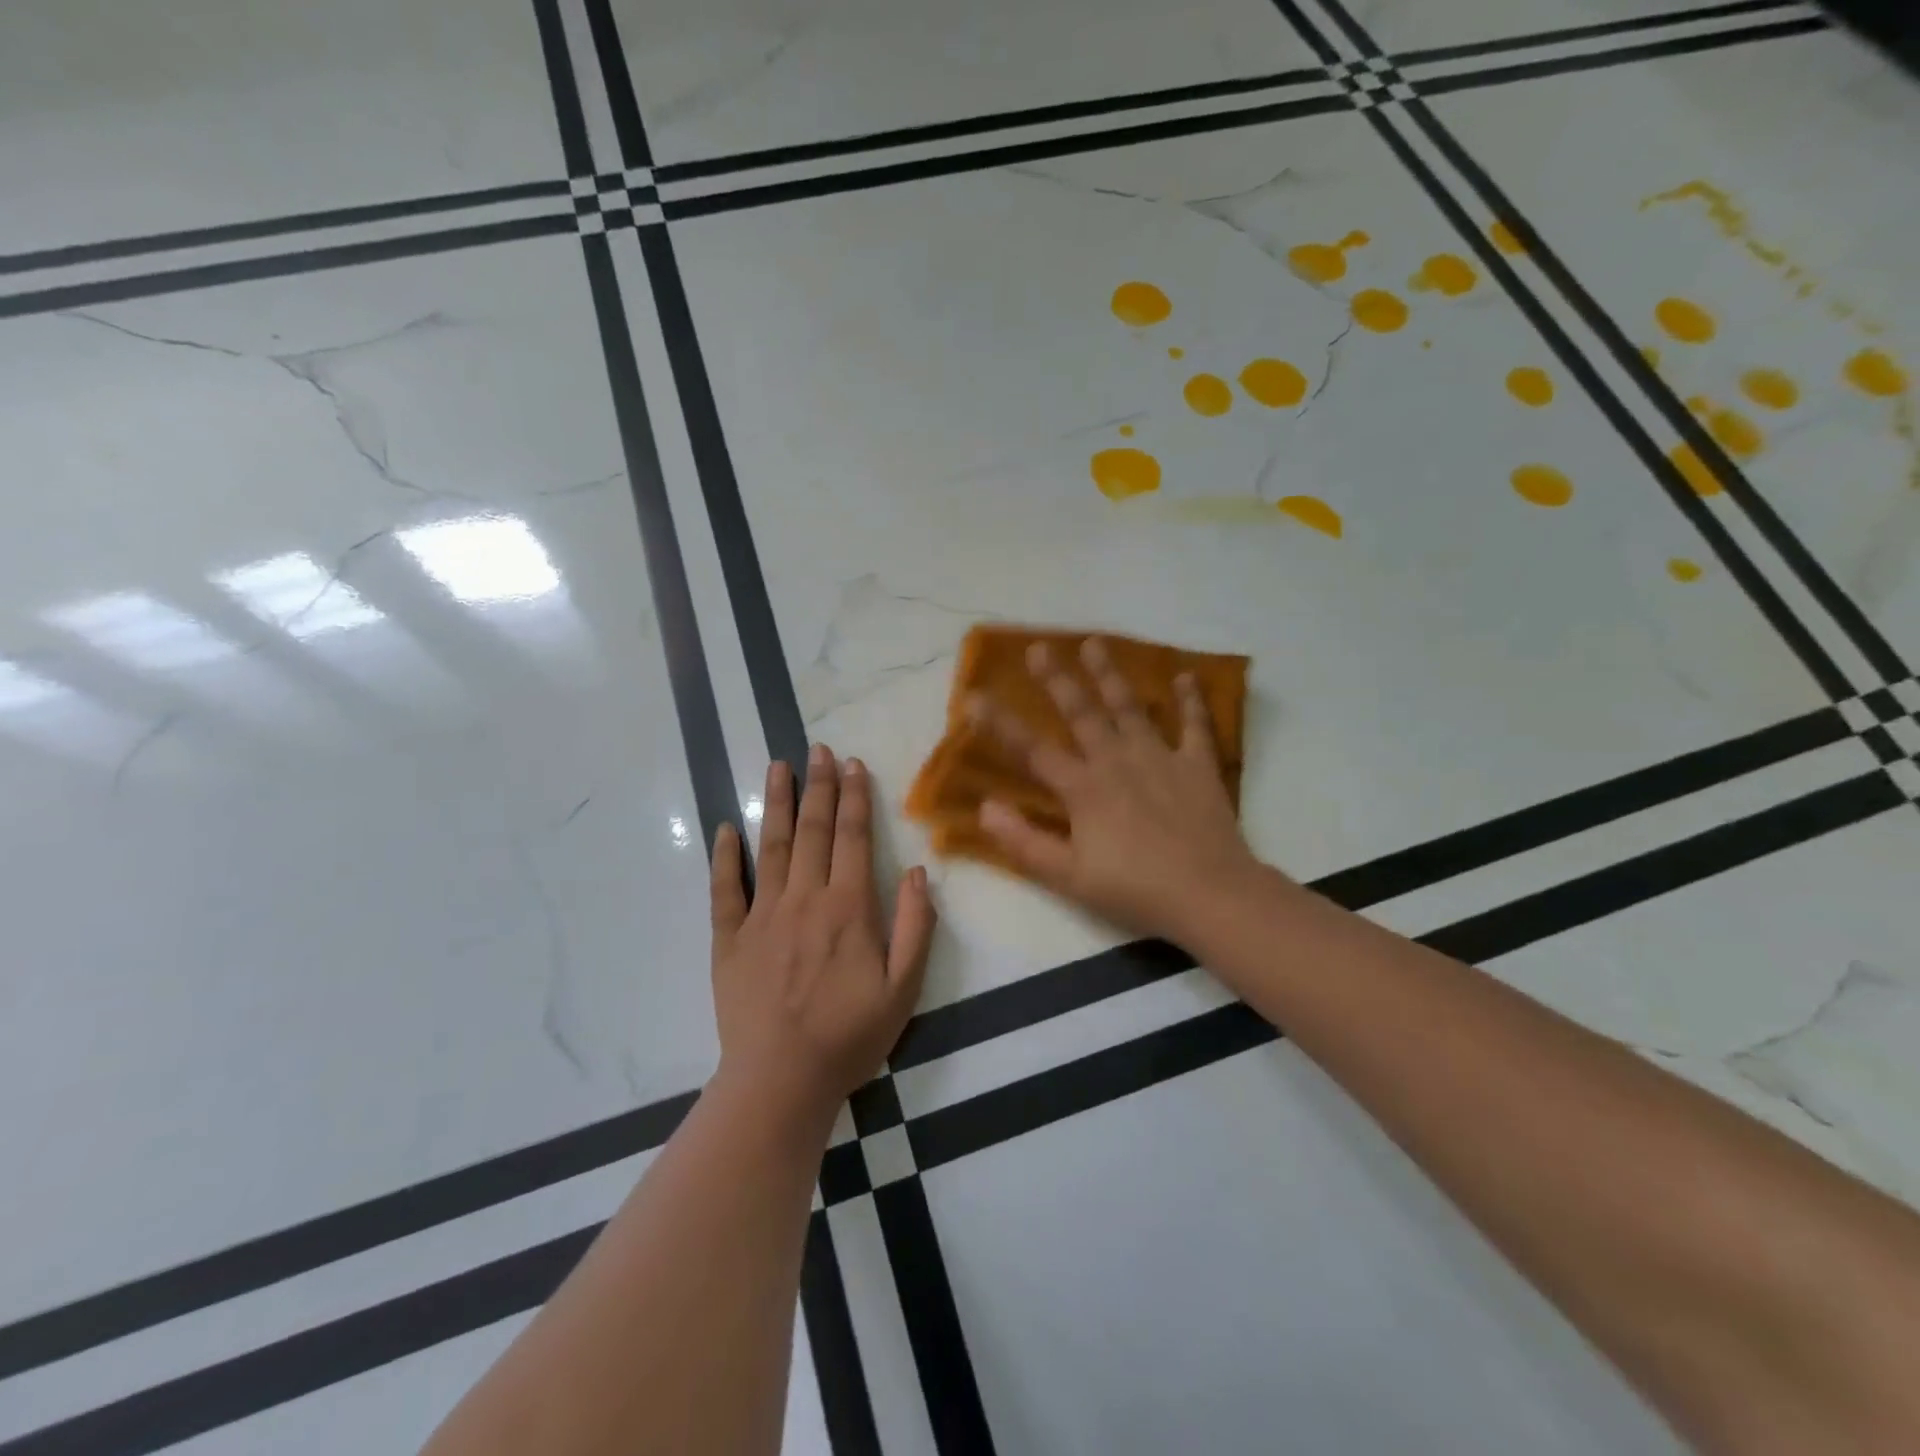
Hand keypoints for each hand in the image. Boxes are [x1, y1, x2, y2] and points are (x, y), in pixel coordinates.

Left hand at [710, 746, 935, 1120]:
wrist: (781, 1080)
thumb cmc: (850, 1036)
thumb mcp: (904, 989)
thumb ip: (915, 927)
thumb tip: (919, 872)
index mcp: (848, 908)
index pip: (853, 838)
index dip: (855, 798)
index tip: (853, 764)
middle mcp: (804, 899)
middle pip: (812, 830)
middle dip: (818, 786)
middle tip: (819, 749)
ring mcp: (761, 916)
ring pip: (770, 846)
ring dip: (775, 803)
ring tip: (778, 766)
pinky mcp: (729, 939)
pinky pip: (725, 890)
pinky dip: (724, 857)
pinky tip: (725, 828)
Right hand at [973, 637, 1264, 944]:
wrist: (1210, 894)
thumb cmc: (1134, 890)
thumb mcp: (1069, 877)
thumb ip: (1024, 842)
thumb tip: (984, 808)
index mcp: (1083, 789)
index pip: (1032, 750)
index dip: (1000, 724)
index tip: (974, 696)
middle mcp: (1116, 761)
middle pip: (1081, 713)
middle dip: (1057, 679)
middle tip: (1039, 647)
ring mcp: (1159, 758)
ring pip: (1129, 707)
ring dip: (1110, 675)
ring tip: (1095, 643)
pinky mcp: (1197, 765)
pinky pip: (1194, 725)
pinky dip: (1191, 700)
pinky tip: (1186, 676)